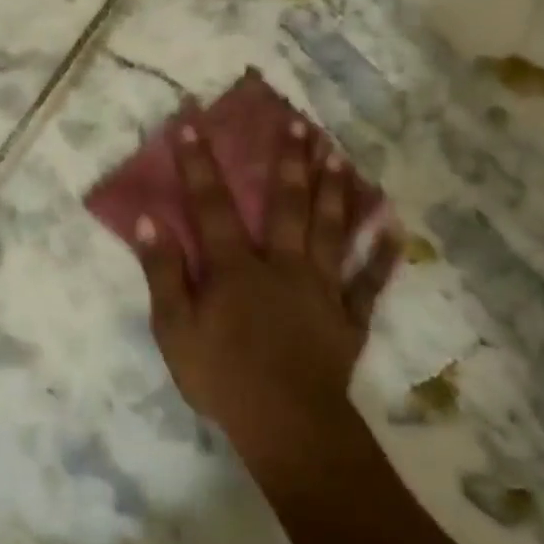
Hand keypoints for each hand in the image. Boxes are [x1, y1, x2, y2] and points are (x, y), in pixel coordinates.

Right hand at [136, 117, 397, 471]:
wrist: (285, 422)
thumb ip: (163, 273)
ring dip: (335, 190)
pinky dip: (382, 256)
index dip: (200, 163)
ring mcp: (321, 288)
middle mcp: (282, 265)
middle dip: (289, 161)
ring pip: (330, 230)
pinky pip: (368, 282)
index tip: (194, 121)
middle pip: (286, 204)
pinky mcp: (348, 317)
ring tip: (340, 154)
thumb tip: (149, 222)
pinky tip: (395, 230)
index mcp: (236, 268)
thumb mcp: (174, 329)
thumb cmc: (221, 377)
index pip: (213, 205)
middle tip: (298, 123)